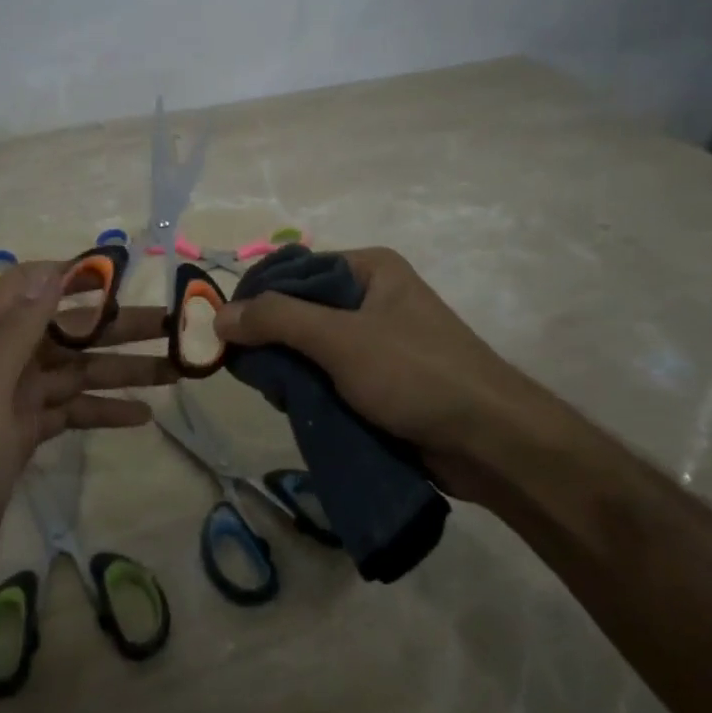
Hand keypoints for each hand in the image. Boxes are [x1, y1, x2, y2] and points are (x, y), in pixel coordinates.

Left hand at [0, 261, 176, 607]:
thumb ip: (18, 331)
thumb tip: (53, 270)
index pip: (31, 285)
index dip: (73, 275)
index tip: (124, 277)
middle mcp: (2, 361)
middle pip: (67, 330)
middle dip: (118, 326)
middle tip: (173, 327)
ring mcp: (15, 400)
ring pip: (77, 372)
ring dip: (123, 369)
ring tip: (175, 371)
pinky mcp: (25, 435)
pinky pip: (73, 410)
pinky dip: (104, 410)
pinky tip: (142, 416)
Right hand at [213, 247, 564, 504]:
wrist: (492, 442)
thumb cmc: (415, 373)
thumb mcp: (340, 339)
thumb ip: (277, 320)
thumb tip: (219, 314)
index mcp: (370, 270)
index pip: (296, 270)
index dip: (259, 295)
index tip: (226, 327)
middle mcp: (375, 297)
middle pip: (303, 309)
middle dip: (273, 338)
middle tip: (244, 366)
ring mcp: (382, 341)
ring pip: (315, 348)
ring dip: (292, 369)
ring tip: (270, 391)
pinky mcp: (386, 382)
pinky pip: (334, 377)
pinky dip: (312, 390)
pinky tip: (294, 407)